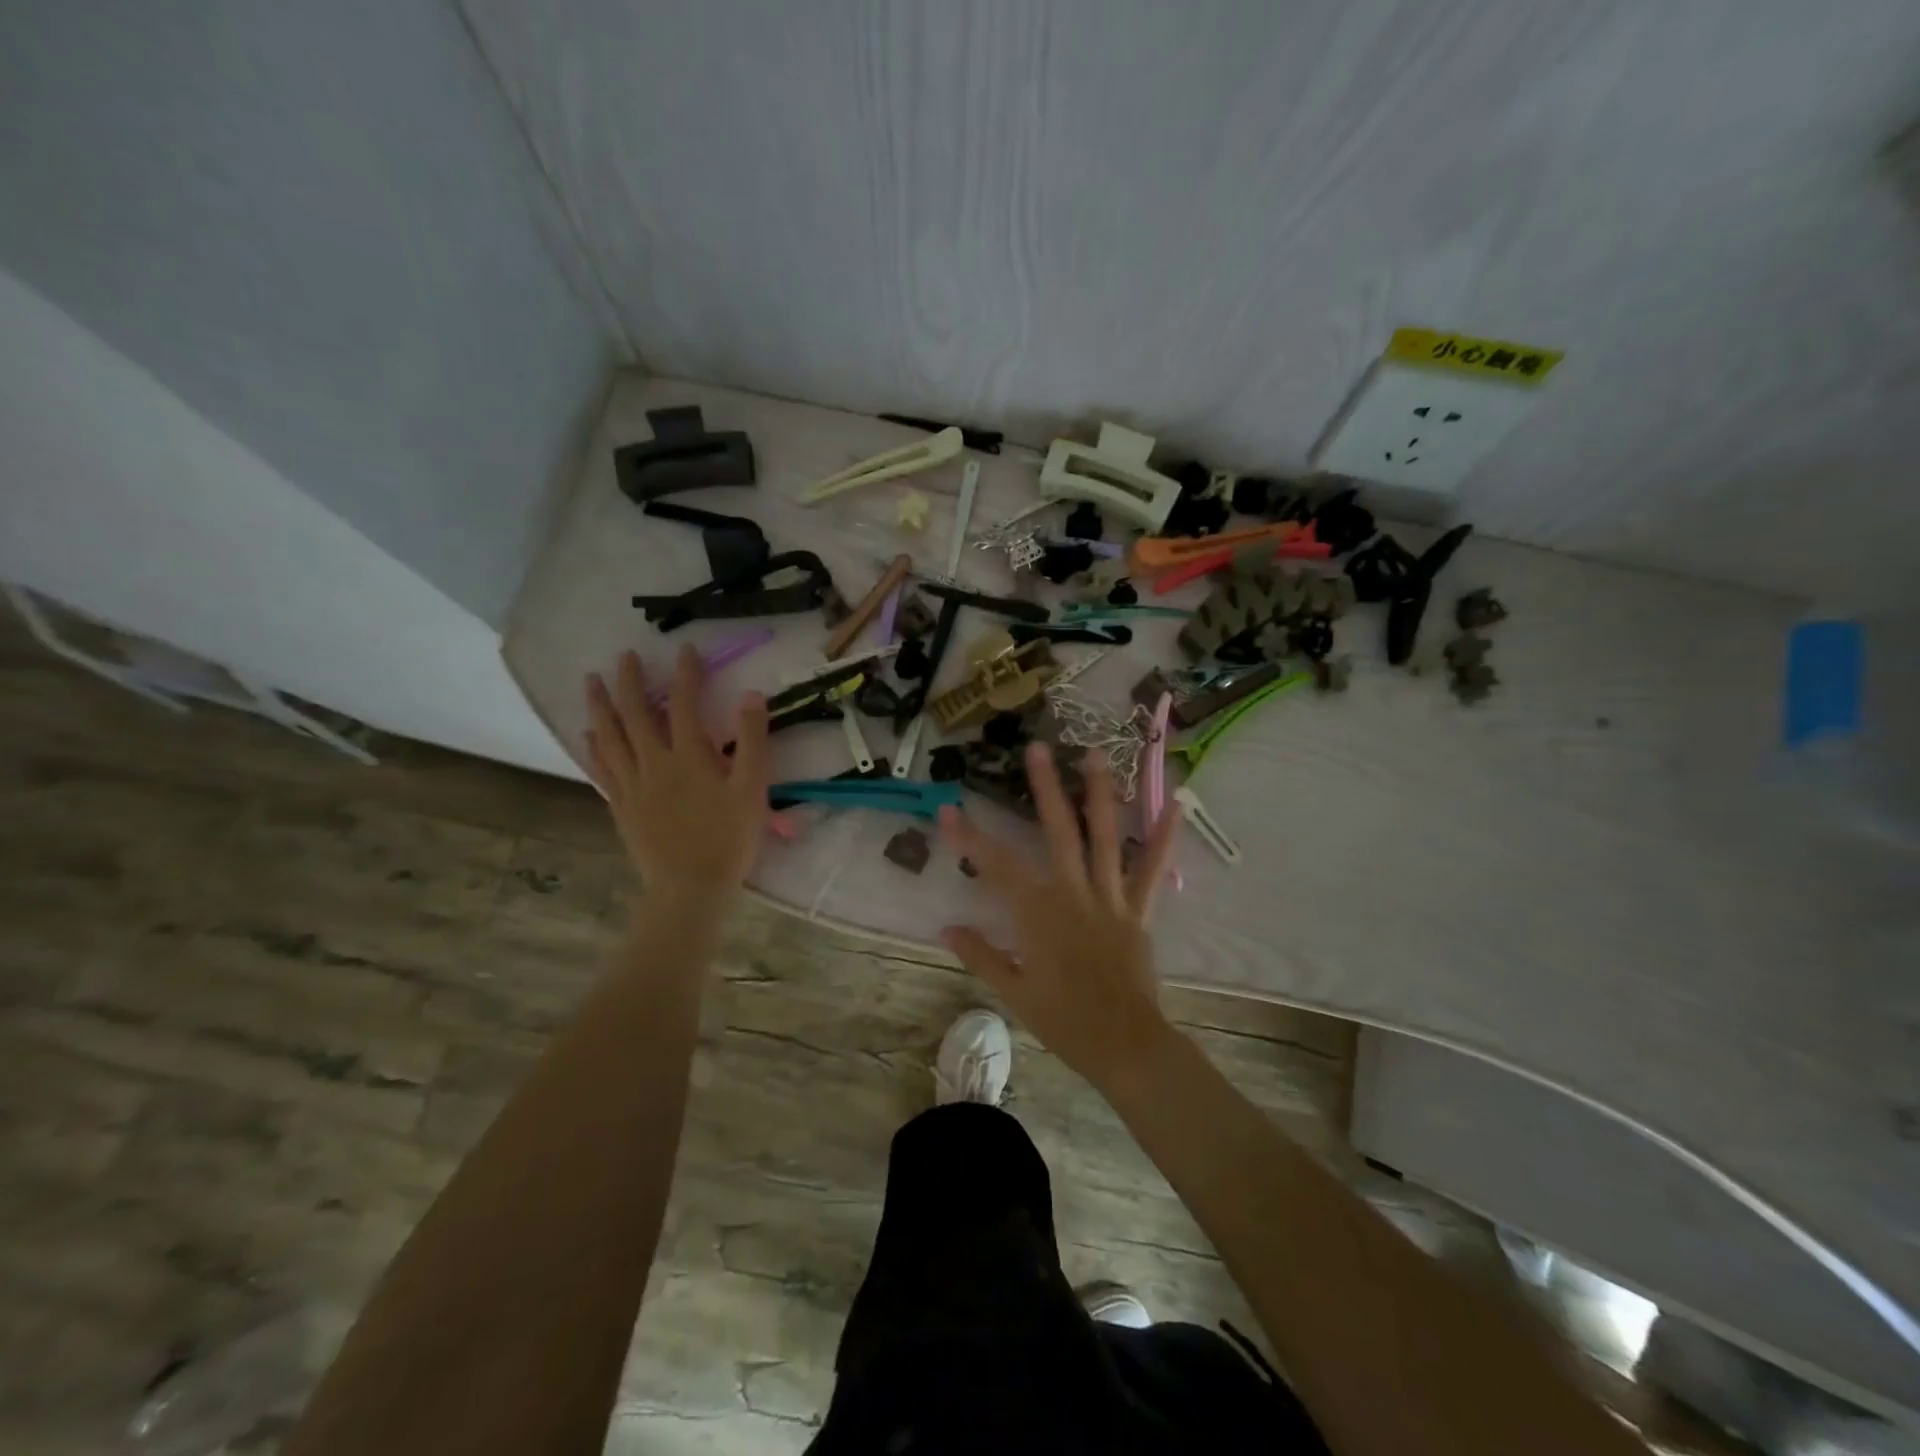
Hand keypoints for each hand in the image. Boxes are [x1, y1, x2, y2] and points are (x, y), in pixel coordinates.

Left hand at [584, 646, 770, 896]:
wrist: (690, 887)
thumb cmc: (729, 839)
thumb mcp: (752, 789)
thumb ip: (753, 741)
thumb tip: (751, 695)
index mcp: (689, 756)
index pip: (685, 704)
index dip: (686, 674)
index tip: (685, 649)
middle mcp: (655, 763)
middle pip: (637, 714)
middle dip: (631, 681)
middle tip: (625, 656)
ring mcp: (632, 785)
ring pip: (610, 737)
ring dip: (600, 706)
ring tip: (591, 682)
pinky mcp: (621, 805)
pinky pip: (601, 768)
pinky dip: (593, 747)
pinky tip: (587, 735)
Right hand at [937, 742, 1181, 1092]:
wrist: (1126, 1046)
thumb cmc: (1065, 1022)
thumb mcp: (1014, 993)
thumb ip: (980, 955)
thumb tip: (946, 927)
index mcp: (1039, 915)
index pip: (997, 867)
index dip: (970, 838)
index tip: (948, 810)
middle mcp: (1074, 894)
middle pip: (1057, 833)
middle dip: (1044, 788)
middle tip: (1038, 748)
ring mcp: (1111, 898)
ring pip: (1104, 838)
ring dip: (1099, 794)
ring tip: (1095, 755)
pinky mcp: (1140, 910)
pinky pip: (1153, 869)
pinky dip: (1162, 837)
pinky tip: (1174, 804)